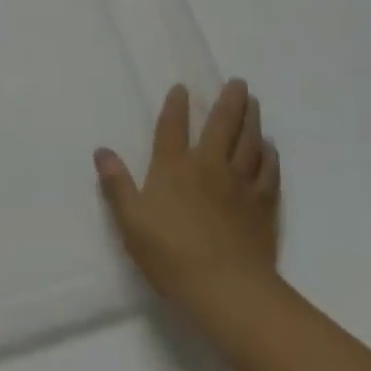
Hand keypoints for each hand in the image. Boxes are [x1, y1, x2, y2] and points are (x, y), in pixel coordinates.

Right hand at [94, 79, 280, 316]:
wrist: (226, 289)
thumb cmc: (171, 255)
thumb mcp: (131, 222)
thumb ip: (116, 184)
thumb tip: (101, 151)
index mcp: (174, 167)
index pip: (173, 127)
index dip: (176, 105)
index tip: (182, 87)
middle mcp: (209, 165)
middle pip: (222, 124)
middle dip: (228, 100)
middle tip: (237, 81)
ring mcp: (240, 183)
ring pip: (249, 140)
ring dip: (252, 118)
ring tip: (253, 101)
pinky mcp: (263, 204)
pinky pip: (268, 170)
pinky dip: (269, 154)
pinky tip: (269, 146)